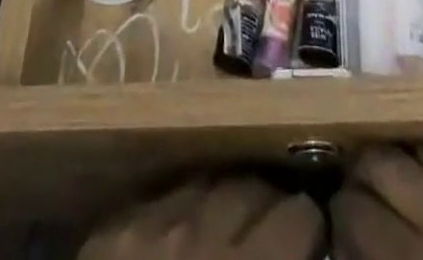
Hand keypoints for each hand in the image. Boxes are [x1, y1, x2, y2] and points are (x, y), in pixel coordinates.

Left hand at [80, 175, 323, 259]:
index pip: (295, 217)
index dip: (307, 230)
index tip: (309, 241)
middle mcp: (202, 239)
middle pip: (252, 188)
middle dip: (269, 207)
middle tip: (271, 233)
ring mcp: (151, 227)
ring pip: (209, 183)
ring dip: (226, 202)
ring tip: (229, 227)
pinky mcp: (113, 230)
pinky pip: (162, 198)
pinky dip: (181, 211)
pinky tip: (184, 235)